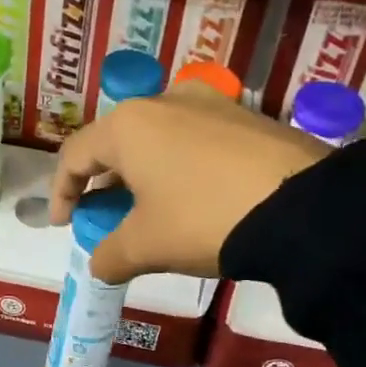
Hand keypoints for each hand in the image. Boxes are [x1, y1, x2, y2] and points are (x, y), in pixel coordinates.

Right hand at [49, 83, 327, 284]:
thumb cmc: (203, 219)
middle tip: (105, 217)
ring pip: (157, 137)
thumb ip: (109, 255)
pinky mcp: (245, 115)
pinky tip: (194, 195)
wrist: (303, 208)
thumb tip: (99, 265)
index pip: (75, 155)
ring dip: (142, 173)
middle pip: (116, 142)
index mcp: (128, 125)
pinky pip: (194, 137)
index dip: (62, 192)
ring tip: (149, 208)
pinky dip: (179, 165)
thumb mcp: (147, 245)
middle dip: (104, 183)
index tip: (65, 225)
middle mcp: (164, 101)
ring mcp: (210, 102)